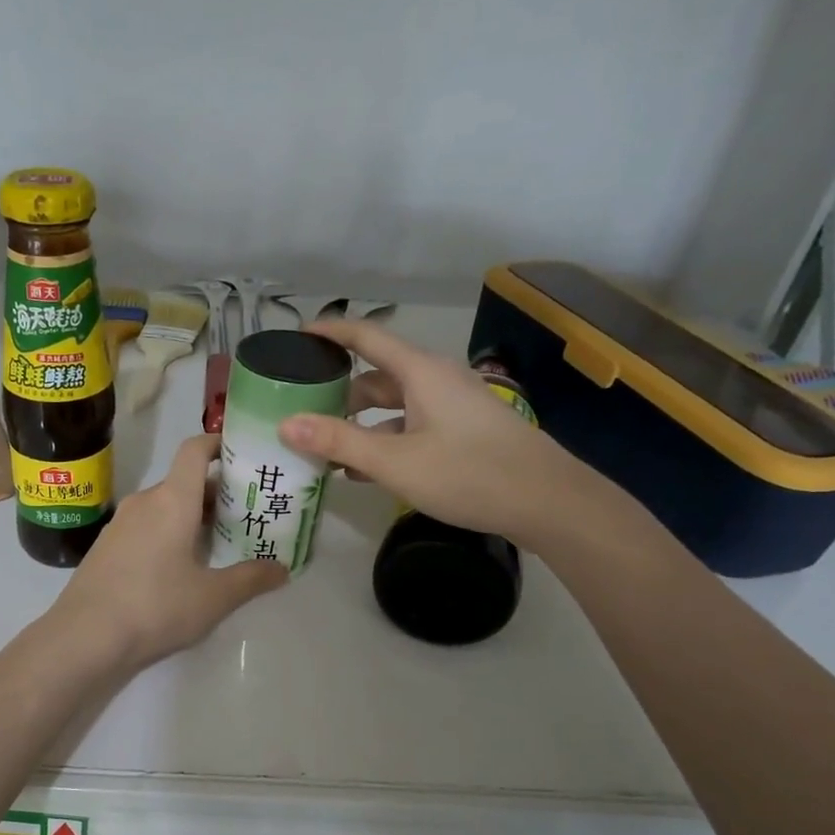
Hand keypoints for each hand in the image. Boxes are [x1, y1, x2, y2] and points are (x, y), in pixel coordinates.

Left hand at [49, 434, 287, 670]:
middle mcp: (144, 502)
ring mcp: (120, 525)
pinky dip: (168, 533)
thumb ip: (250, 579)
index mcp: (172, 500)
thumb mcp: (213, 598)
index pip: (194, 450)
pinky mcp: (106, 548)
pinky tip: (182, 567)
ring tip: (220, 541)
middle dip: (216, 492)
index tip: (243, 454)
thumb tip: (282, 569)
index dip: (219, 443)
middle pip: (183, 481)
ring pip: (164, 506)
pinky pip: (145, 527)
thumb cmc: (155, 607)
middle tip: (248, 511)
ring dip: (191, 516)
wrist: (84, 638)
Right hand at [276, 319, 584, 545]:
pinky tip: (362, 471)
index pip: (366, 336)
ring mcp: (451, 407)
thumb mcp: (395, 461)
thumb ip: (339, 441)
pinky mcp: (462, 432)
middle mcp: (435, 380)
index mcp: (420, 372)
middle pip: (376, 375)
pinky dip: (383, 440)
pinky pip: (410, 426)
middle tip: (301, 410)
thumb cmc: (469, 473)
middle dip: (338, 391)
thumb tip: (285, 423)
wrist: (549, 502)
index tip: (297, 337)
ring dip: (359, 423)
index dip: (331, 332)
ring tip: (324, 448)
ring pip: (393, 405)